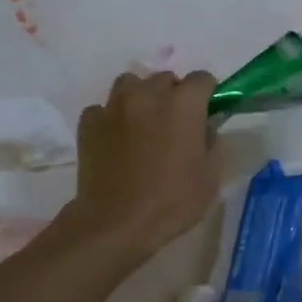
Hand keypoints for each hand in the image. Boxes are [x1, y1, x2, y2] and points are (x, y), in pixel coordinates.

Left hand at [69, 70, 222, 263]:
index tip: (207, 112)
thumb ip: (212, 143)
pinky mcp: (89, 122)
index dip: (208, 94)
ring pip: (131, 85)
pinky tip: (116, 140)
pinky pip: (104, 108)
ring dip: (141, 98)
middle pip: (165, 79)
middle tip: (175, 124)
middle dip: (173, 95)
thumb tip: (204, 128)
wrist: (116, 222)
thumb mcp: (210, 177)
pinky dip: (112, 118)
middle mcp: (148, 94)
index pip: (202, 79)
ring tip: (143, 124)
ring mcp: (114, 106)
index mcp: (183, 104)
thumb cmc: (172, 201)